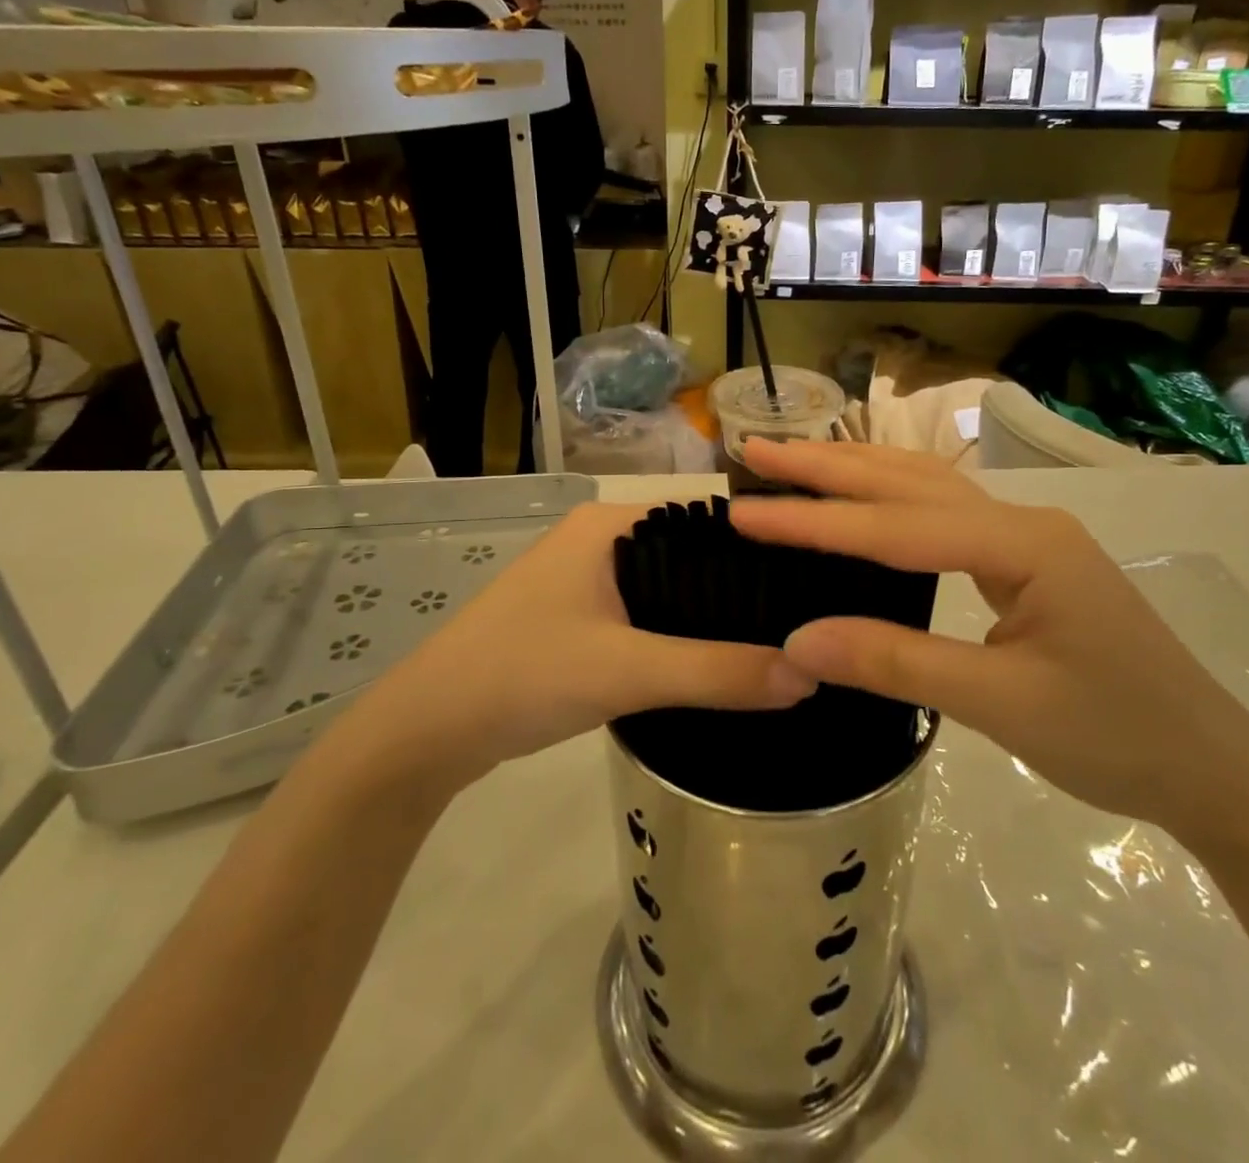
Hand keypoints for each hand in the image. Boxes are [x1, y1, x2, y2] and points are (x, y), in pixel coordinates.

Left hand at [328, 502, 815, 793]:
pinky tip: (721, 661)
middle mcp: (604, 540)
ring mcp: (589, 579)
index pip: (709, 519)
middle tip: (809, 621)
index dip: (764, 546)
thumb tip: (809, 673)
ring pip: (673, 590)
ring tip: (782, 641)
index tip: (819, 579)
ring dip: (714, 615)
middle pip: (694, 556)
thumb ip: (717, 672)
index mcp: (612, 525)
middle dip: (744, 588)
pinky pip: (651, 616)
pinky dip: (684, 635)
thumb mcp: (626, 671)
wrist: (429, 730)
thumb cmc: (523, 675)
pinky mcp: (582, 618)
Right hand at [729, 440, 1248, 839]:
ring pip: (924, 490)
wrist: (1211, 769)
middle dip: (827, 467)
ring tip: (791, 462)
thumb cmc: (1116, 736)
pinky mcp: (1022, 563)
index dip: (816, 522)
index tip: (745, 513)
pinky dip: (886, 502)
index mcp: (1024, 543)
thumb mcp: (1001, 705)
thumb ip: (898, 664)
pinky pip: (940, 518)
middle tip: (755, 451)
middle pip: (908, 482)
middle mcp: (1021, 521)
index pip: (897, 527)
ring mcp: (1024, 539)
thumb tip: (797, 642)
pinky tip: (859, 499)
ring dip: (855, 473)